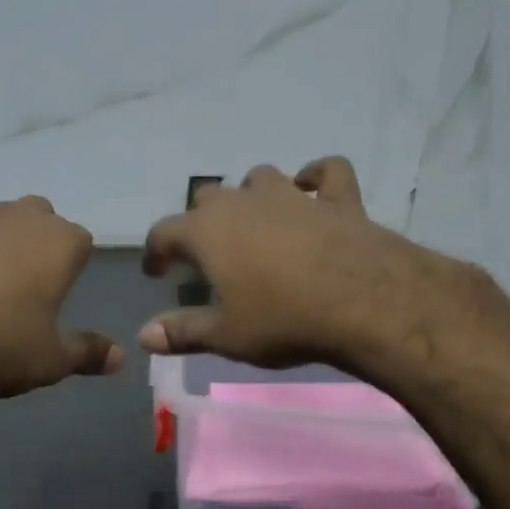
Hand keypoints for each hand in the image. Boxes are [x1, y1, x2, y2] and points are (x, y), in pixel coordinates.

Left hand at [0, 196, 121, 409]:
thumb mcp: (50, 361)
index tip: (60, 294)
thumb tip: (119, 358)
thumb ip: (87, 353)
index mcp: (54, 243)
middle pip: (36, 217)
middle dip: (36, 243)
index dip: (73, 265)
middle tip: (25, 287)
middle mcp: (11, 219)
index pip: (80, 240)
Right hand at [139, 157, 443, 371]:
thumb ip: (182, 332)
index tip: (156, 271)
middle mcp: (244, 202)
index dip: (155, 251)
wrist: (364, 303)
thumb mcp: (226, 335)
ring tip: (253, 220)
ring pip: (260, 178)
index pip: (164, 232)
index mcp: (208, 232)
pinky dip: (316, 178)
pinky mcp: (338, 198)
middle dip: (200, 221)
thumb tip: (144, 335)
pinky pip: (326, 172)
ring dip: (250, 195)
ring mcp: (292, 195)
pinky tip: (312, 188)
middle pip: (208, 198)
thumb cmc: (283, 320)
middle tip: (205, 253)